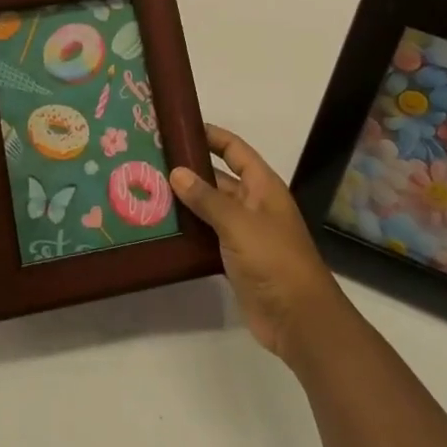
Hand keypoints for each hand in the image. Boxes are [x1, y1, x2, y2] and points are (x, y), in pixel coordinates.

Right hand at [173, 125, 345, 364]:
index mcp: (263, 186)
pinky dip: (189, 232)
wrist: (298, 319)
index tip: (179, 127)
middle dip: (189, 170)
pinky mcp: (234, 260)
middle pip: (219, 178)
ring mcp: (244, 233)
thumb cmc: (274, 260)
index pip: (235, 150)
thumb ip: (207, 198)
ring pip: (210, 209)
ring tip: (148, 192)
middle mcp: (253, 204)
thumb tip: (177, 172)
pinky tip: (162, 229)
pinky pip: (207, 237)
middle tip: (151, 162)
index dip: (211, 136)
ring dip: (185, 203)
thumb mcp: (238, 223)